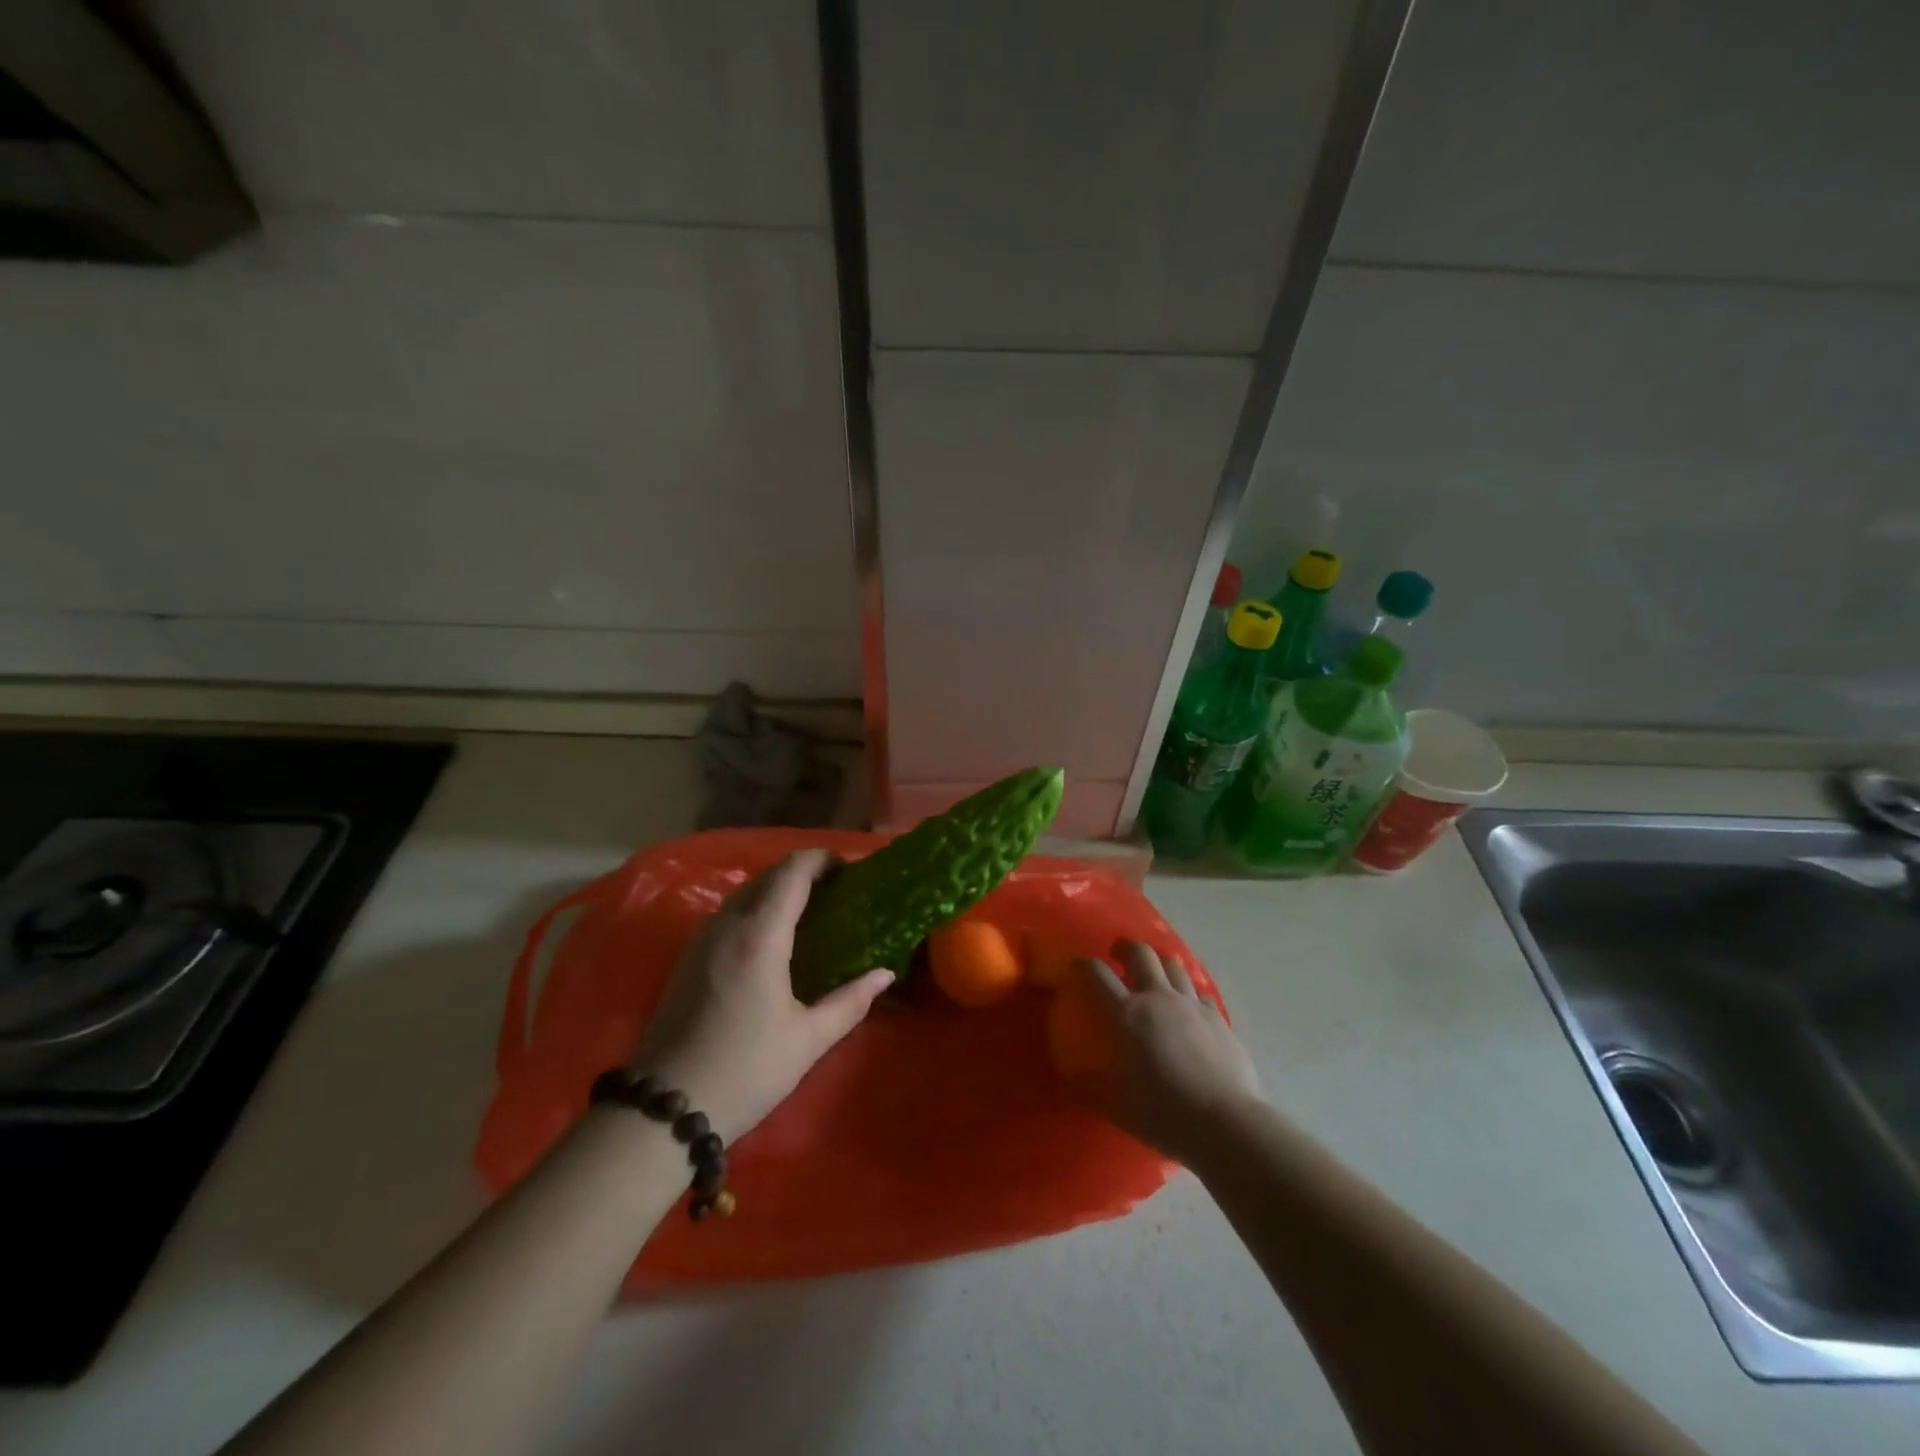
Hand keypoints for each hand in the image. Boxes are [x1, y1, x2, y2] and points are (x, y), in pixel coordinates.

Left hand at [627, 850, 892, 1141]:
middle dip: (802, 873)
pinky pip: (727, 915)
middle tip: (836, 892)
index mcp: (759, 936)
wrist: (665, 1110)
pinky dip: (756, 910)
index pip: (792, 872)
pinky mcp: (686, 959)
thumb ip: (850, 1001)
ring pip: (744, 894)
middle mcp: (727, 926)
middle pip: (767, 877)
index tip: (849, 869)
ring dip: (777, 891)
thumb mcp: (807, 1040)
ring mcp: (701, 941)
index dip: (821, 860)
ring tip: (809, 912)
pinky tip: (772, 940)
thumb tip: (884, 974)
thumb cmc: (745, 1071)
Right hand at [1072, 940, 1262, 1165]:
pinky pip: (1200, 992)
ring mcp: (1192, 1005)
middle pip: (1141, 954)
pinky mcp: (1218, 1018)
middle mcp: (1159, 998)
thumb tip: (1068, 1080)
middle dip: (1126, 947)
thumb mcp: (1117, 1106)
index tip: (1078, 965)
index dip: (1085, 965)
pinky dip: (1189, 991)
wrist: (1226, 1123)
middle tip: (1118, 953)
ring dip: (1159, 962)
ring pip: (1174, 965)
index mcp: (1128, 1014)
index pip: (1099, 976)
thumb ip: (1089, 1088)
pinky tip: (1189, 1004)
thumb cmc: (1165, 1112)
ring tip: (1154, 970)